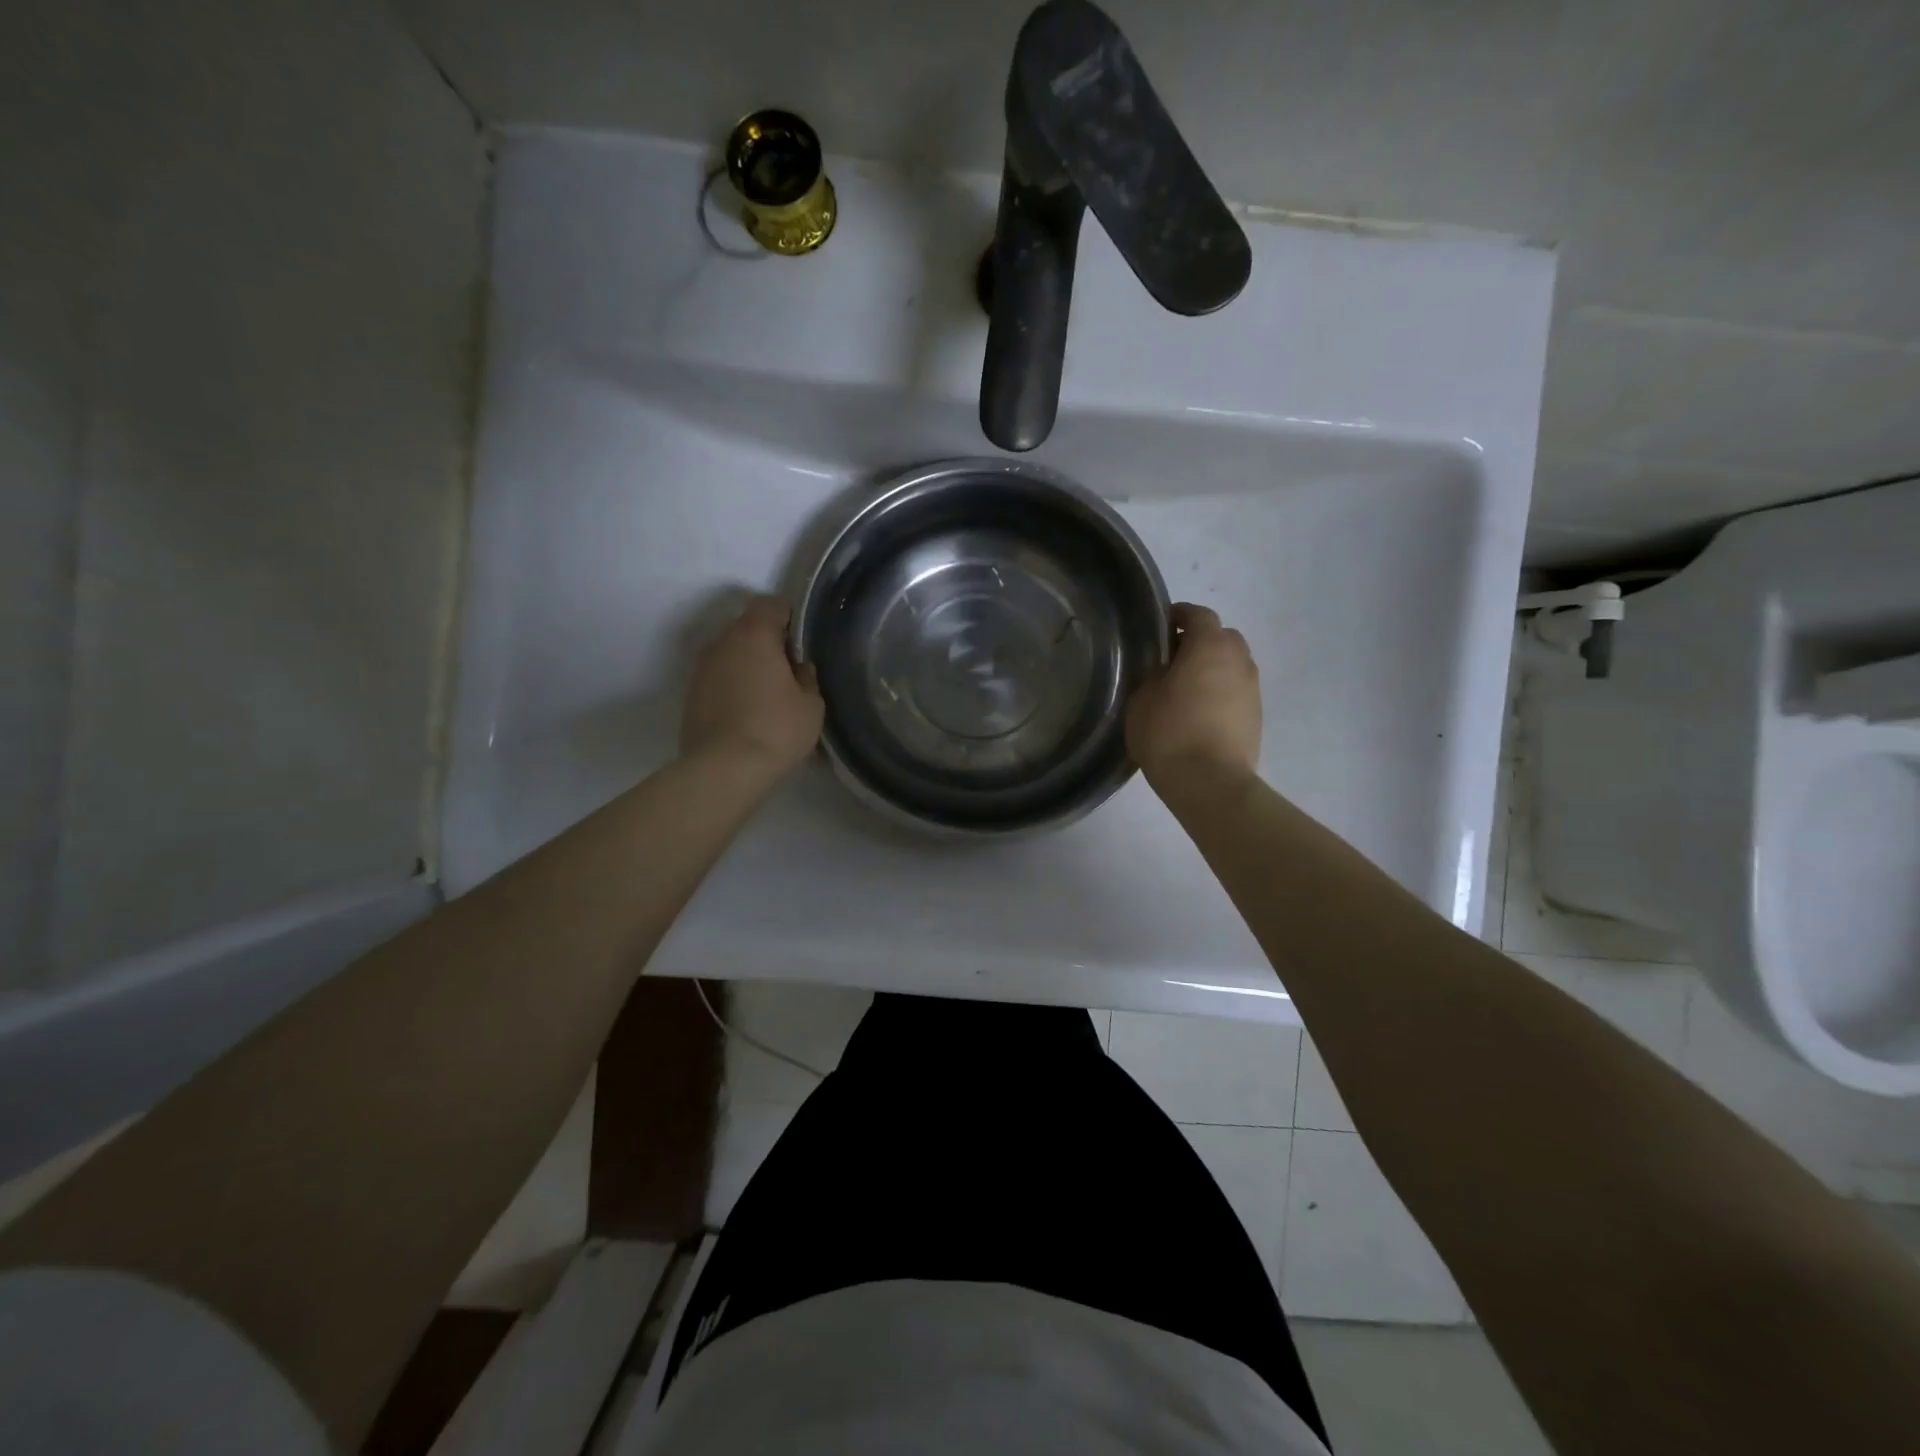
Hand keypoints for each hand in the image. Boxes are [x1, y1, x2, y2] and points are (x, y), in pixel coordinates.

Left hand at [681, 595, 823, 775]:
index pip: (770, 604)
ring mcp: (701, 669)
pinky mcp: (691, 696)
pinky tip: (748, 716)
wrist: (723, 770)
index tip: (801, 644)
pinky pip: (719, 680)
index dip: (789, 618)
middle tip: (789, 674)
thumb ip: (807, 678)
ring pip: (731, 655)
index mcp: (753, 635)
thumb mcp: (812, 705)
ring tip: (768, 699)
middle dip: (768, 644)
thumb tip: (798, 669)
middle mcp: (721, 643)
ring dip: (748, 667)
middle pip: (747, 628)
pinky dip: (733, 688)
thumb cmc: (776, 730)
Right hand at [1126, 602, 1261, 786]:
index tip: (1161, 625)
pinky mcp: (1256, 716)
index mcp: (1209, 646)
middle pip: (1222, 637)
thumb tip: (1165, 672)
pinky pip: (1236, 691)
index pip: (1198, 615)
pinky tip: (1199, 712)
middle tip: (1173, 659)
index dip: (1179, 615)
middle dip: (1200, 641)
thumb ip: (1154, 675)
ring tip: (1186, 688)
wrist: (1210, 783)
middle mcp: (1238, 660)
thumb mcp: (1142, 699)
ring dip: (1213, 668)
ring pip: (1232, 665)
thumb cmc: (1169, 733)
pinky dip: (1220, 692)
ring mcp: (1252, 689)